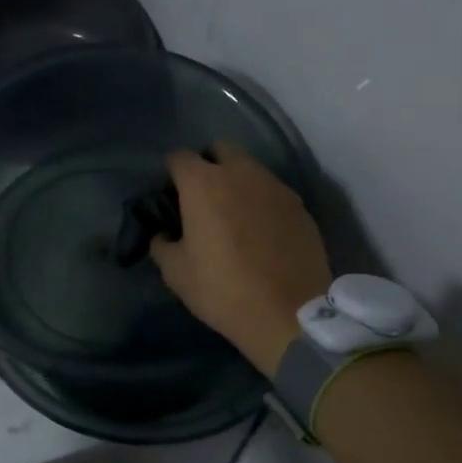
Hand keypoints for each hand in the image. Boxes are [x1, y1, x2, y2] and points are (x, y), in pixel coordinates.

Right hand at [149, 143, 330, 376]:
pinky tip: (260, 231)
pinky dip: (261, 201)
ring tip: (233, 215)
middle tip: (202, 198)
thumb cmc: (223, 290)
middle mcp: (240, 173)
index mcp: (203, 184)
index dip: (170, 173)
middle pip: (219, 149)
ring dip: (237, 181)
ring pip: (250, 168)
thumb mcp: (176, 272)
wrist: (289, 314)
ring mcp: (275, 186)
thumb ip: (162, 243)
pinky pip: (272, 191)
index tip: (170, 196)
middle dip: (207, 164)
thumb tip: (164, 233)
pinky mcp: (299, 205)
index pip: (178, 157)